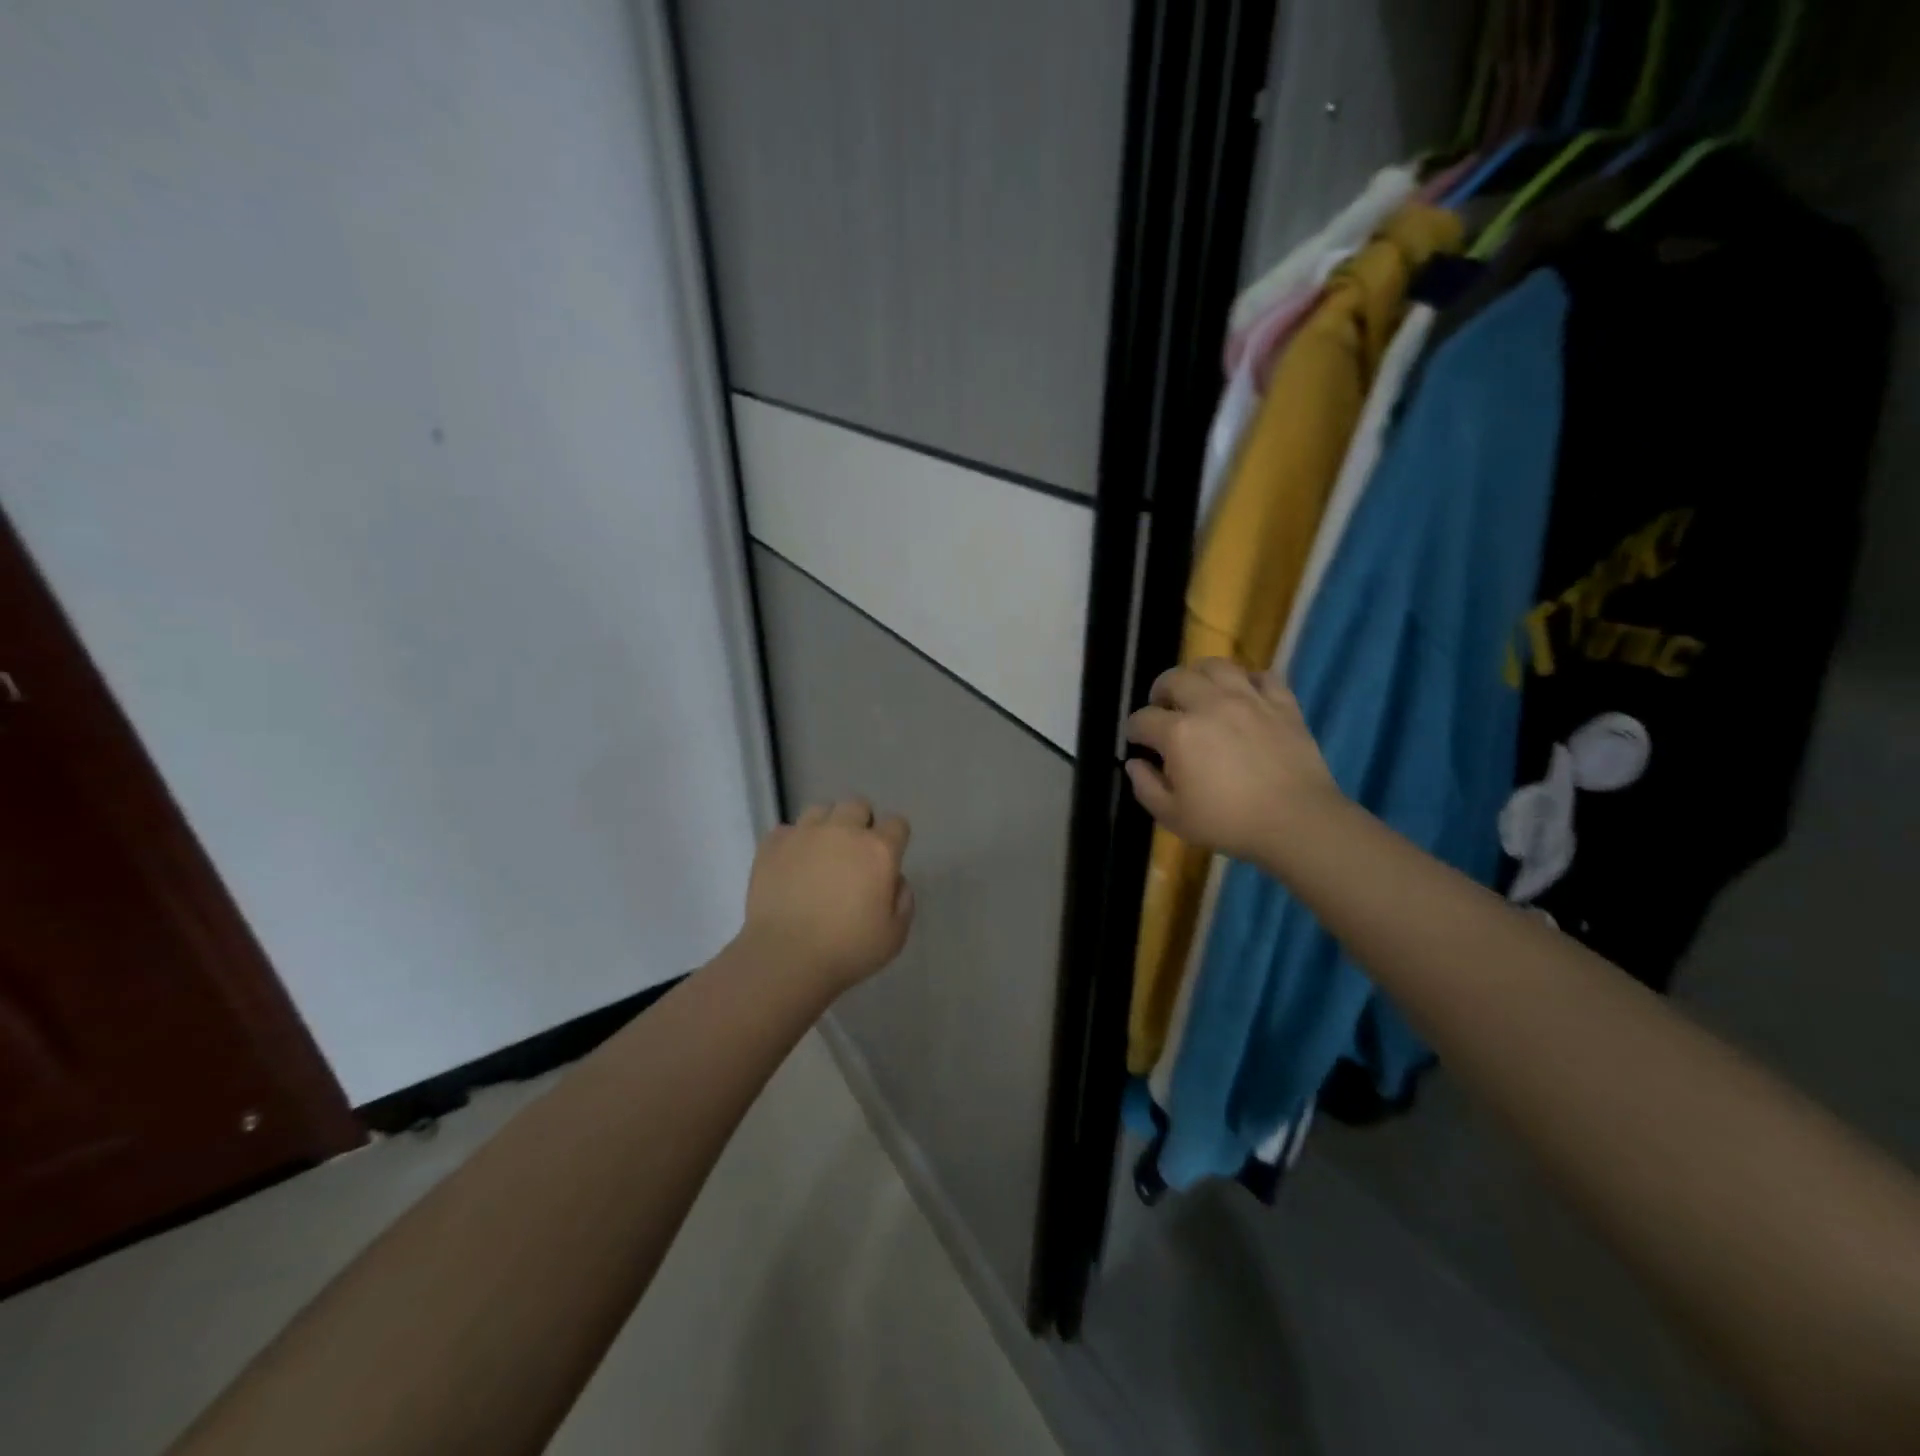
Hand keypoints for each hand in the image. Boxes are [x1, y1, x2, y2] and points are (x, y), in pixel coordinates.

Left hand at [740, 798, 914, 992]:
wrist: (786, 957)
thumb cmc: (847, 949)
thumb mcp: (895, 935)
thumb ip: (903, 900)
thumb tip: (894, 879)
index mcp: (878, 850)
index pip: (897, 823)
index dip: (895, 838)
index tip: (888, 858)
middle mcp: (842, 831)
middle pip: (857, 805)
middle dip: (861, 822)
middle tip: (855, 852)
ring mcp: (804, 834)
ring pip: (820, 809)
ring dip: (826, 825)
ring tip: (821, 852)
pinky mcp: (772, 845)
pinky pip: (786, 830)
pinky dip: (792, 842)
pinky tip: (791, 864)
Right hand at [1124, 659, 1342, 865]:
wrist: (1297, 821)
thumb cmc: (1229, 822)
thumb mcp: (1173, 817)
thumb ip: (1145, 787)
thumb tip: (1135, 763)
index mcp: (1178, 733)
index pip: (1142, 719)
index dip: (1134, 730)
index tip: (1137, 742)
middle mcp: (1210, 705)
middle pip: (1174, 679)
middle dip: (1160, 692)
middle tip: (1163, 710)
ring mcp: (1249, 699)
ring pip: (1216, 666)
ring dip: (1199, 676)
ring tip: (1199, 693)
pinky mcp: (1282, 703)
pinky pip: (1262, 676)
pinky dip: (1247, 681)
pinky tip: (1243, 696)